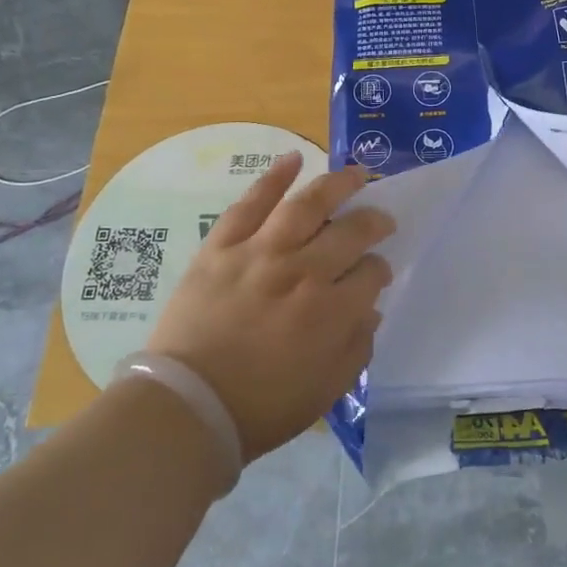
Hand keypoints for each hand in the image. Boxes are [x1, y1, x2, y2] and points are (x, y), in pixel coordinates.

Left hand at [147, 154, 393, 461]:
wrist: (187, 406)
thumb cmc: (262, 407)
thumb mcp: (326, 390)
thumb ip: (356, 346)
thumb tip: (369, 309)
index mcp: (330, 312)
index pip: (371, 273)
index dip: (380, 270)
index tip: (377, 273)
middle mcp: (301, 272)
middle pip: (349, 232)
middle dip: (373, 222)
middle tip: (380, 219)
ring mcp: (259, 254)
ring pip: (306, 205)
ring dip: (336, 184)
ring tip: (355, 173)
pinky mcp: (222, 247)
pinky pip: (250, 204)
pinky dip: (273, 178)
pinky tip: (294, 158)